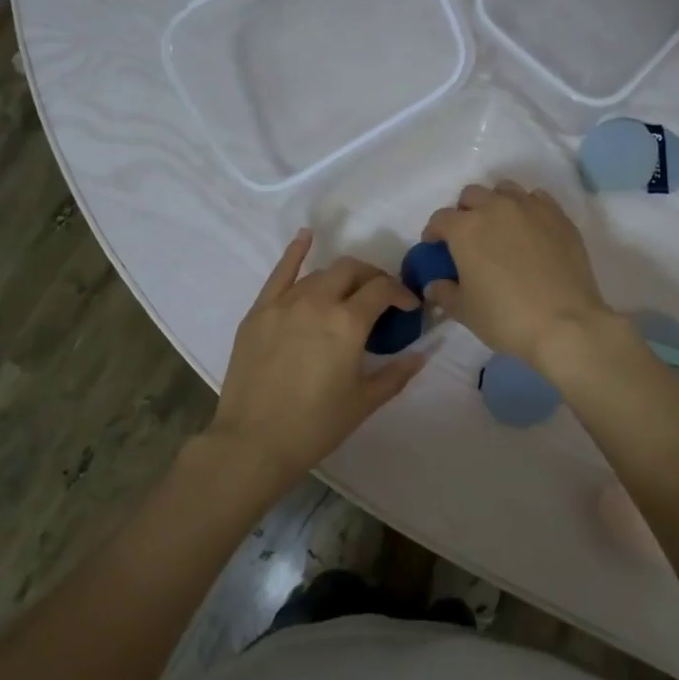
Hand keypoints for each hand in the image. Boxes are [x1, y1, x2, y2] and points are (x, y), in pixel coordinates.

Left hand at [208, 230, 426, 489]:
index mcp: (348, 322)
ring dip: (342, 278)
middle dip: (374, 278)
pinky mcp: (259, 311)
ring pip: (320, 274)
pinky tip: (306, 237)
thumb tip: (423, 353)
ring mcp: (284, 303)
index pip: (382, 290)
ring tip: (349, 294)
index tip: (409, 308)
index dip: (401, 294)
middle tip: (381, 298)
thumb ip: (397, 373)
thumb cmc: (316, 425)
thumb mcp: (364, 401)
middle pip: (352, 271)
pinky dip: (295, 252)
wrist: (254, 442)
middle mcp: (317, 301)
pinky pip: (280, 273)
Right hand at [422, 181, 613, 372]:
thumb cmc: (506, 318)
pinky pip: (537, 199)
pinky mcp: (559, 217)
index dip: (434, 232)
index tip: (435, 247)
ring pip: (505, 190)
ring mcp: (531, 208)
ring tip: (501, 228)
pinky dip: (528, 208)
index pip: (440, 218)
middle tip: (469, 237)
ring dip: (496, 203)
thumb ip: (445, 293)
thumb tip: (434, 284)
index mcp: (466, 229)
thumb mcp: (465, 311)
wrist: (566, 324)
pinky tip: (530, 230)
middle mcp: (496, 208)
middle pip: (472, 195)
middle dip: (465, 212)